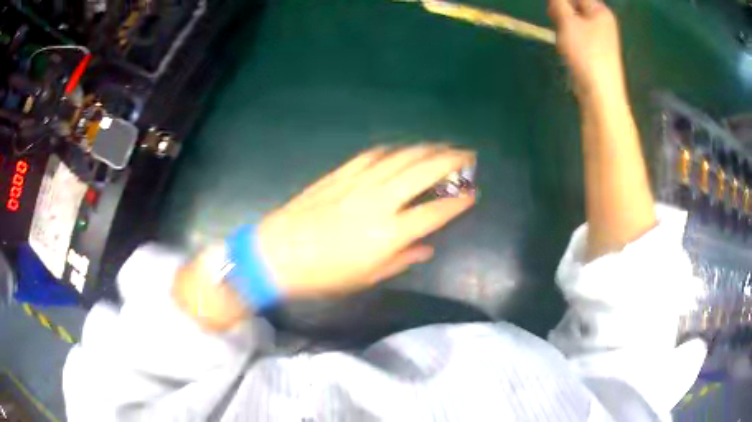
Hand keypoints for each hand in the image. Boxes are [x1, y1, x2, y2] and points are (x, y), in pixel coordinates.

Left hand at [258, 145, 475, 297]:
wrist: (278, 253)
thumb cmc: (324, 274)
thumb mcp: (367, 277)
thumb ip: (401, 259)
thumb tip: (426, 248)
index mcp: (389, 233)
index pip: (435, 212)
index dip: (459, 202)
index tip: (473, 194)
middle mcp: (380, 201)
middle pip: (424, 172)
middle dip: (452, 160)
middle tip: (467, 155)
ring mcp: (359, 182)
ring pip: (401, 157)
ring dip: (426, 149)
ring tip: (442, 147)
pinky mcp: (340, 174)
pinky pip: (373, 155)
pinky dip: (392, 150)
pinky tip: (401, 150)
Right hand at [548, 0, 625, 99]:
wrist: (601, 93)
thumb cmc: (586, 53)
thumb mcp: (568, 21)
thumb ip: (559, 3)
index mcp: (600, 11)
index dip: (562, 0)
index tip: (551, 9)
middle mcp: (604, 22)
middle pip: (578, 6)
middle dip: (562, 9)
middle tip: (553, 18)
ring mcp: (602, 38)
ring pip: (577, 21)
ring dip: (564, 23)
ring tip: (560, 35)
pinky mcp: (598, 52)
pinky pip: (581, 35)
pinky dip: (571, 35)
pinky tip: (566, 45)